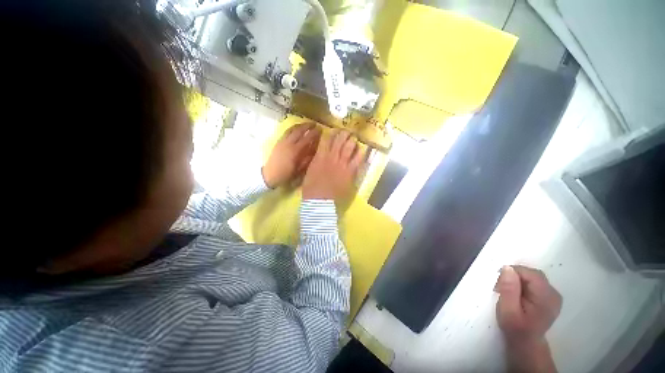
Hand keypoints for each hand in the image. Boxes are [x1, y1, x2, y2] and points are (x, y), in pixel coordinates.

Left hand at [262, 123, 320, 188]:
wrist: (270, 175)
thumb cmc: (286, 174)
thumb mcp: (299, 169)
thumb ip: (307, 159)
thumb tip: (315, 150)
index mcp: (295, 151)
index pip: (307, 138)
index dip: (315, 133)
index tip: (321, 129)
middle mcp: (289, 143)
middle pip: (299, 130)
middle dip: (308, 126)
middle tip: (314, 124)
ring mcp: (283, 141)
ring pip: (292, 129)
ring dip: (300, 125)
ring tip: (306, 124)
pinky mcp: (278, 141)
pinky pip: (286, 131)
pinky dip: (293, 128)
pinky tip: (296, 128)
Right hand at [302, 130, 363, 199]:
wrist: (320, 201)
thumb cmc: (310, 188)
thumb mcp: (309, 170)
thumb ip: (315, 160)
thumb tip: (319, 154)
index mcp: (320, 156)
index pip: (326, 139)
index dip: (330, 133)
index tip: (332, 130)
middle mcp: (333, 156)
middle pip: (340, 140)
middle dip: (343, 133)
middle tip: (346, 132)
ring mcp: (343, 164)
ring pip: (350, 147)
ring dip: (352, 140)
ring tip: (354, 138)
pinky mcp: (351, 172)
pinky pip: (358, 159)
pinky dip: (360, 153)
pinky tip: (362, 150)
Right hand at [495, 265, 561, 372]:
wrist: (526, 351)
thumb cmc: (516, 335)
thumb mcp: (509, 315)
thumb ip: (509, 292)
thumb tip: (507, 269)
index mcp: (546, 296)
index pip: (530, 274)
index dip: (513, 274)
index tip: (497, 284)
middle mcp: (554, 293)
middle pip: (533, 277)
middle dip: (516, 280)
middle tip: (500, 290)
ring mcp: (554, 297)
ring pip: (535, 282)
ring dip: (521, 285)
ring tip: (508, 297)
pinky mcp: (551, 300)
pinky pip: (537, 288)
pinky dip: (526, 290)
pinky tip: (519, 300)